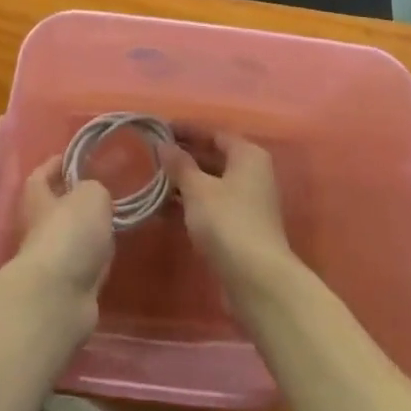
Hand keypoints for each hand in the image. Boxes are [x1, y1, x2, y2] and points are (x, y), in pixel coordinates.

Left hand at [11, 156, 114, 312]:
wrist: (59, 298)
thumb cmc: (70, 233)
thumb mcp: (91, 195)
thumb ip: (95, 190)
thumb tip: (95, 199)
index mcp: (38, 201)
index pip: (39, 176)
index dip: (53, 165)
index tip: (72, 157)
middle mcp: (39, 231)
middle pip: (55, 211)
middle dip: (75, 203)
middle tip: (104, 193)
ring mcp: (52, 263)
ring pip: (72, 241)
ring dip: (88, 235)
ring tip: (114, 224)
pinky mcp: (67, 291)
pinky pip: (83, 268)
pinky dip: (96, 262)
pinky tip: (113, 257)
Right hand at [161, 134, 295, 302]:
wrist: (257, 280)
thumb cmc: (228, 222)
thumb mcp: (198, 189)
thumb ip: (179, 164)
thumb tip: (163, 144)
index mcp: (248, 155)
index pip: (214, 133)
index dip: (187, 131)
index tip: (160, 130)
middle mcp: (252, 174)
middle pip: (214, 157)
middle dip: (184, 157)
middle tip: (153, 155)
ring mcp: (248, 203)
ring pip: (212, 183)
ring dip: (185, 182)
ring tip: (154, 181)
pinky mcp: (241, 228)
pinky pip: (212, 205)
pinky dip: (192, 203)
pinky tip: (165, 209)